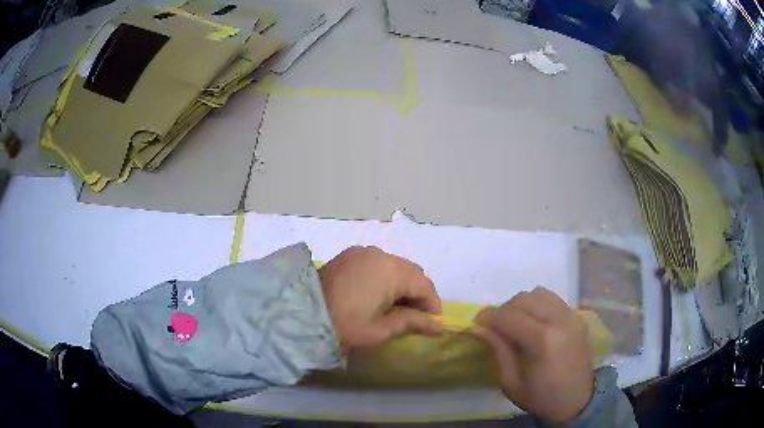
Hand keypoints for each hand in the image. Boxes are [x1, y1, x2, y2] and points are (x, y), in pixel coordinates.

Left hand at [319, 246, 442, 352]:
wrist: (302, 314)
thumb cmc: (346, 325)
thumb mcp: (381, 329)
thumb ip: (413, 323)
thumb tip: (439, 327)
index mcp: (392, 270)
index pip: (424, 285)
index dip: (432, 304)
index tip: (433, 323)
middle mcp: (380, 254)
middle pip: (411, 272)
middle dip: (417, 293)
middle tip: (414, 317)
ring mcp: (363, 252)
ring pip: (394, 266)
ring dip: (401, 284)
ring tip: (395, 307)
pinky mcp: (350, 255)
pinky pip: (377, 264)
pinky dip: (384, 277)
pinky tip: (377, 294)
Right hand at [471, 287, 593, 422]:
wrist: (576, 401)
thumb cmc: (540, 397)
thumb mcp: (510, 381)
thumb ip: (497, 349)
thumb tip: (477, 327)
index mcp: (542, 341)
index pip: (509, 316)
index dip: (488, 316)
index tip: (475, 323)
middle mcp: (560, 320)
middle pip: (524, 299)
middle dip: (504, 309)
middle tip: (496, 327)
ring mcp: (572, 316)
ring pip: (539, 293)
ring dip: (522, 304)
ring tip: (516, 323)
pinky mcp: (578, 317)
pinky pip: (553, 300)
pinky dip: (538, 305)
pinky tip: (535, 323)